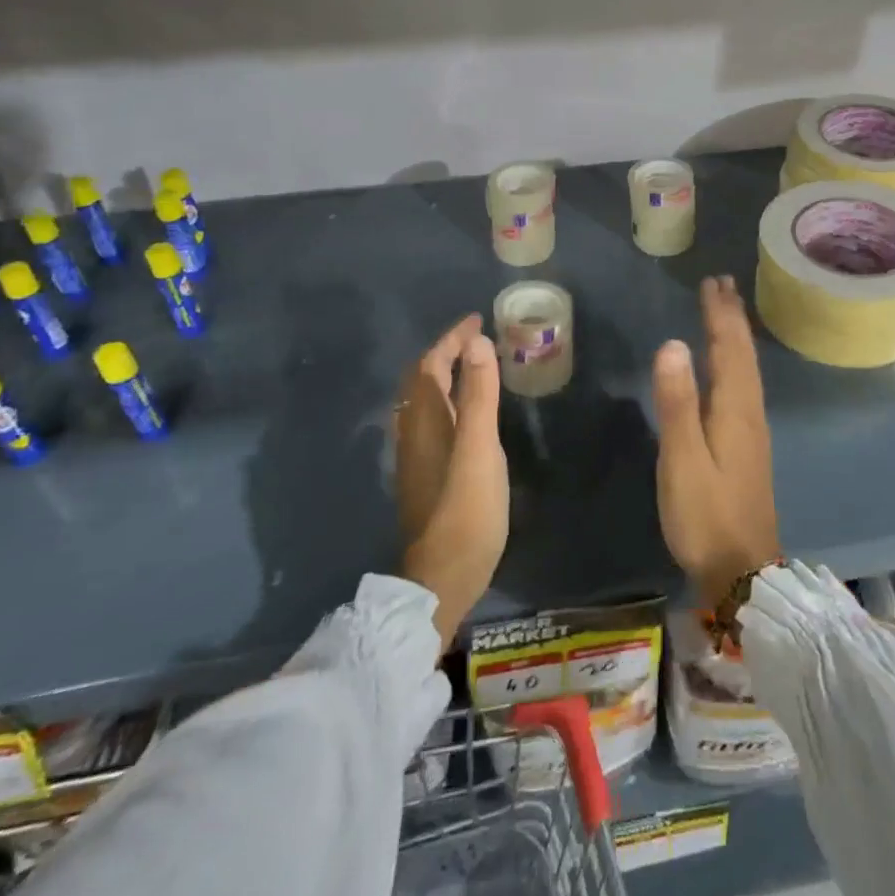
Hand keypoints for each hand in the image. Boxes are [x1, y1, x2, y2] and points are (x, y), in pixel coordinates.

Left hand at [396, 314, 507, 649]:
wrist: (443, 576)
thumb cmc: (466, 510)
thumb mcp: (480, 448)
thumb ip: (479, 395)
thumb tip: (476, 342)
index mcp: (426, 422)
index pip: (430, 365)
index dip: (451, 339)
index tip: (476, 320)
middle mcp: (414, 433)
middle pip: (422, 381)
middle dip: (445, 352)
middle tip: (477, 338)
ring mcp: (417, 456)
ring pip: (425, 401)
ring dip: (444, 375)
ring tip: (473, 365)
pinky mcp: (426, 474)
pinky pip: (432, 419)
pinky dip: (448, 399)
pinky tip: (466, 412)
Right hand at [653, 277, 779, 607]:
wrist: (743, 571)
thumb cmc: (706, 515)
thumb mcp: (683, 459)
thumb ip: (677, 403)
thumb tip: (672, 343)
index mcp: (735, 410)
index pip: (729, 350)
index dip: (720, 315)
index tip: (712, 283)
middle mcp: (750, 413)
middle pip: (743, 355)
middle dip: (732, 318)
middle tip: (723, 285)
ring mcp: (753, 432)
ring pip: (747, 370)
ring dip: (737, 337)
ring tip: (728, 314)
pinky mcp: (748, 448)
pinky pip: (744, 387)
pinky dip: (737, 363)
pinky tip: (731, 370)